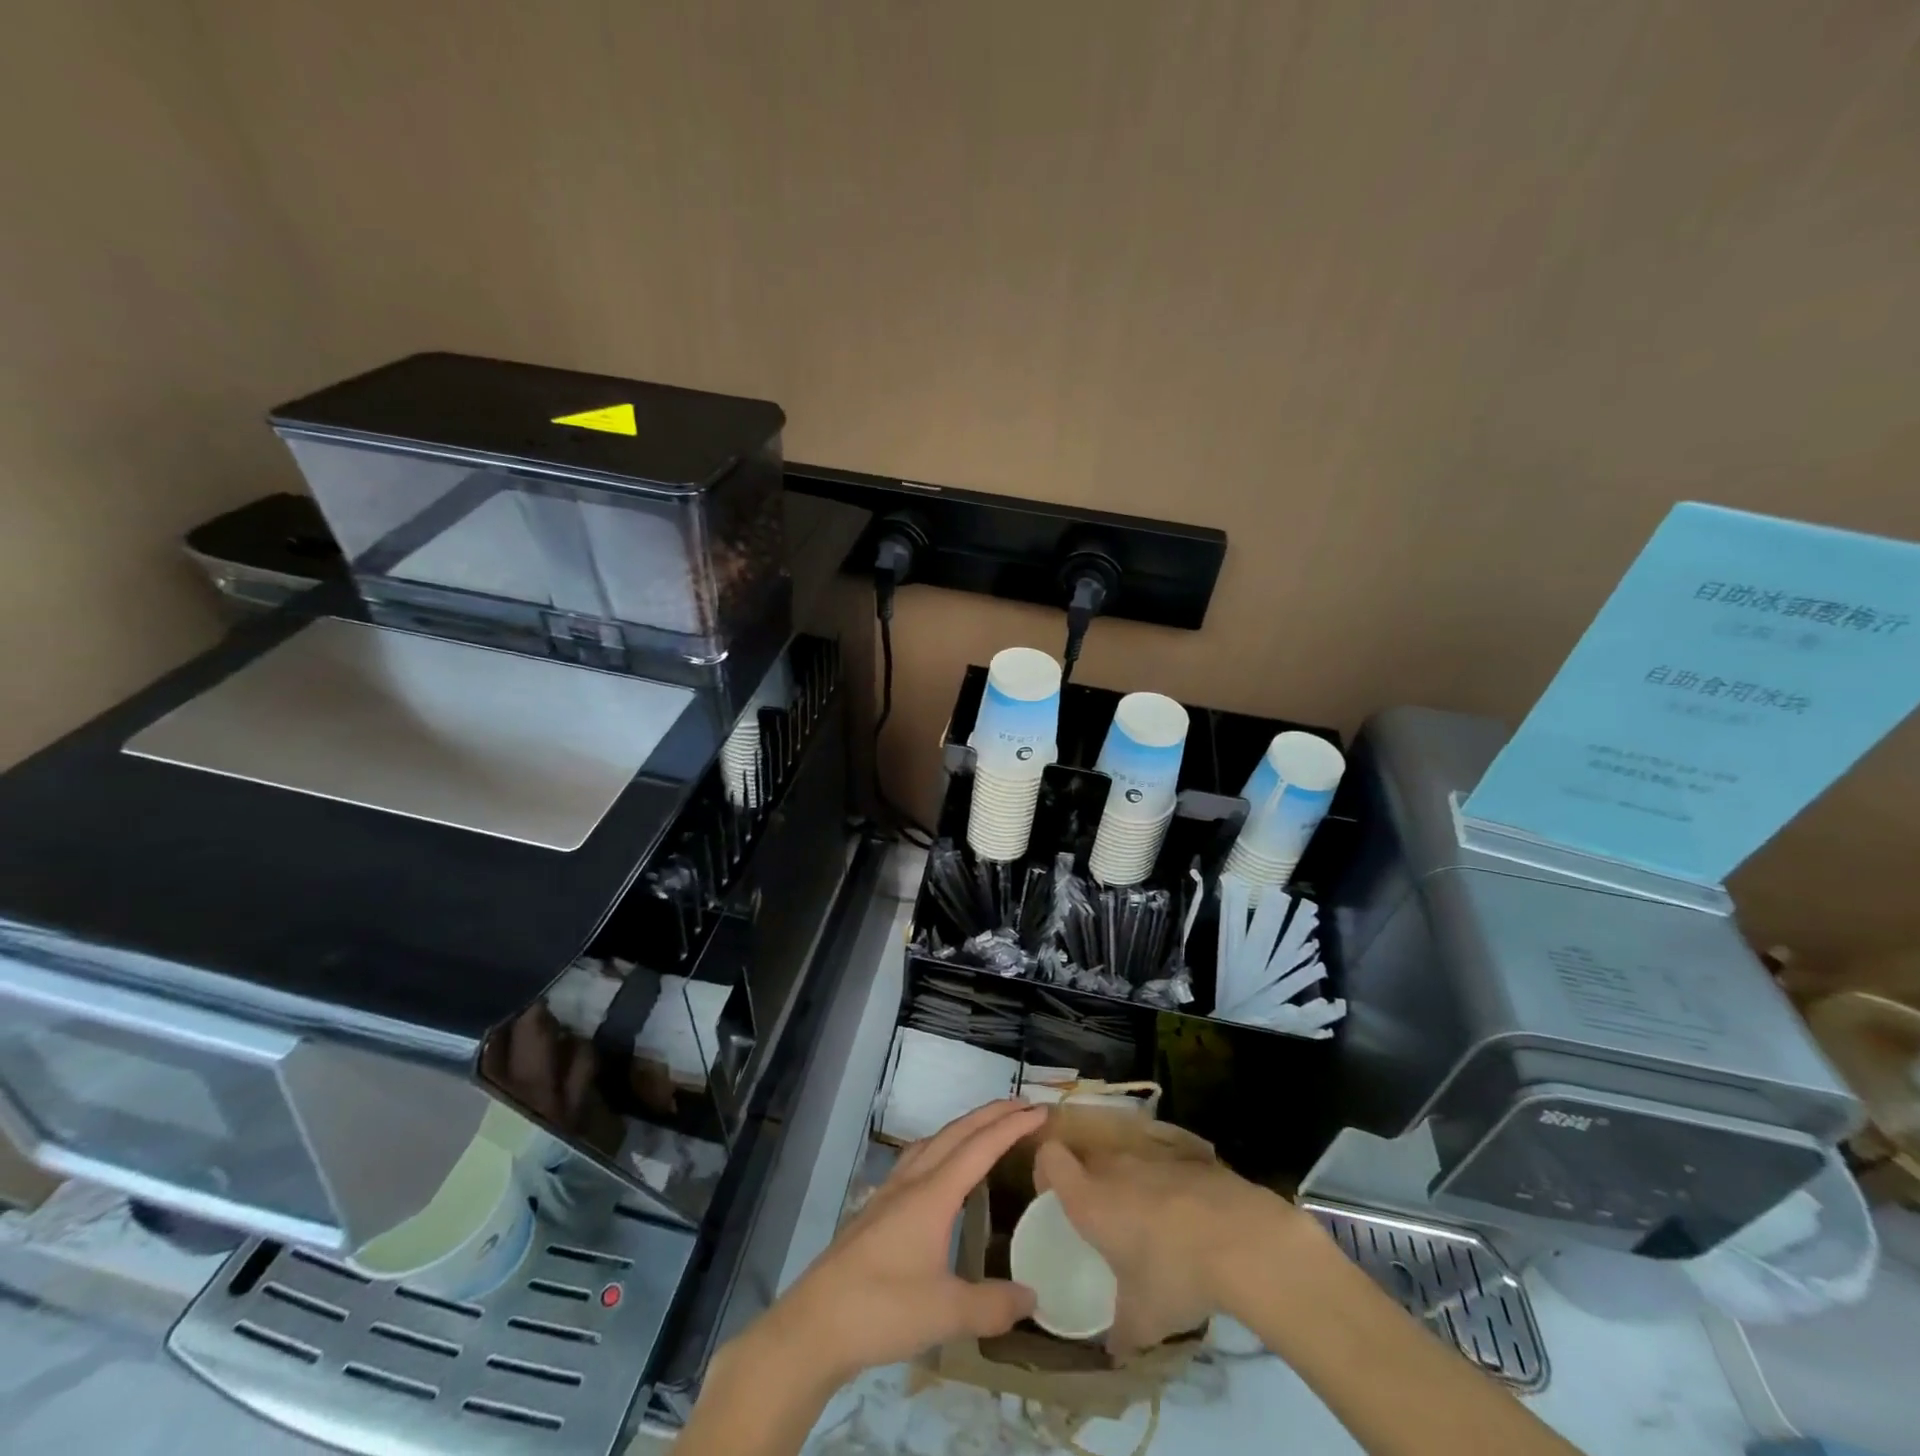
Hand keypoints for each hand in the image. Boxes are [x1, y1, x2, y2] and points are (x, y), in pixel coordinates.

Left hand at [757, 1100, 1047, 1387]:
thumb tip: (1033, 1298)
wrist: (815, 1323)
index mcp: (933, 1194)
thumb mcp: (946, 1312)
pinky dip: (940, 1147)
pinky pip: (917, 1158)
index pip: (980, 1147)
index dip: (1011, 1126)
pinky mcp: (876, 1209)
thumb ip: (993, 1305)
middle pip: (956, 1133)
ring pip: (933, 1141)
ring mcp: (890, 1192)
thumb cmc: (882, 1309)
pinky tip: (940, 1169)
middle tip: (1022, 1106)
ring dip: (964, 1127)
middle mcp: (913, 1181)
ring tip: (986, 1128)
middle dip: (991, 1115)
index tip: (1040, 1111)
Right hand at [1035, 1139, 1313, 1353]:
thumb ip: (1120, 1332)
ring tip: (1151, 1225)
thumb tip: (1113, 1349)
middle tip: (1104, 1222)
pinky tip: (1190, 1220)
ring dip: (1132, 1186)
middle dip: (1091, 1184)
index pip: (1050, 1158)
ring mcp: (1153, 1156)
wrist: (1241, 1239)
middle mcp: (1114, 1168)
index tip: (1054, 1196)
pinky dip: (1169, 1187)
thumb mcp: (1143, 1320)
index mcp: (1089, 1199)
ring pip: (1128, 1162)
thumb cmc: (1175, 1276)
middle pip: (1088, 1159)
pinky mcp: (1189, 1156)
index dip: (1046, 1170)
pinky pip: (1165, 1166)